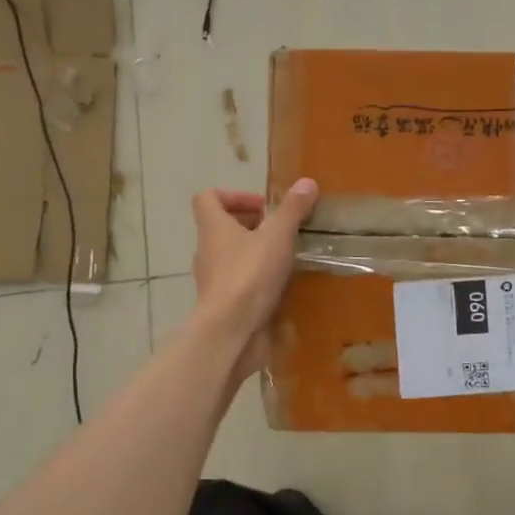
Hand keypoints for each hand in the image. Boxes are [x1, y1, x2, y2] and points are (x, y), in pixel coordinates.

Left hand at [191, 179, 318, 375]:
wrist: (232, 331)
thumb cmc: (249, 275)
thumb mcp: (277, 236)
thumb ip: (292, 210)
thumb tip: (307, 182)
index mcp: (213, 228)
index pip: (208, 198)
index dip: (233, 195)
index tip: (263, 206)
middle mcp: (207, 251)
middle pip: (222, 228)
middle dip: (252, 226)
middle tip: (282, 231)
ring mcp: (213, 280)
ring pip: (232, 257)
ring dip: (256, 254)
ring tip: (287, 257)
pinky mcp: (224, 305)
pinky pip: (240, 284)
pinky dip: (258, 281)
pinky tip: (283, 286)